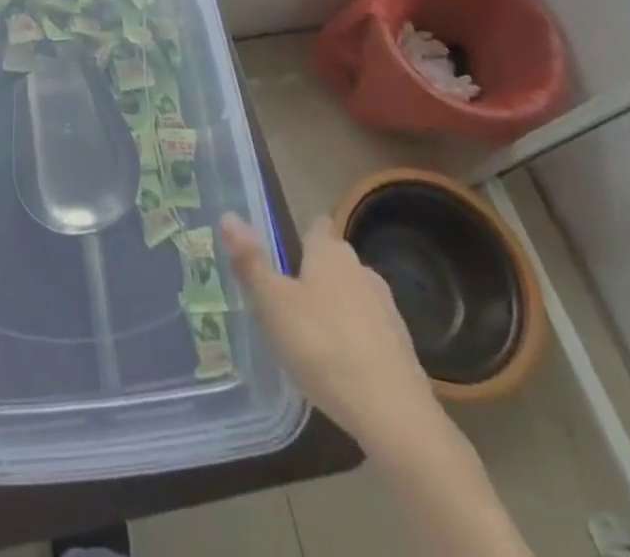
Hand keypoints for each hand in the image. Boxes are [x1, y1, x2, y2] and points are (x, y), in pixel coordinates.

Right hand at [220, 212, 439, 451]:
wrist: (393, 413)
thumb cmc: (322, 346)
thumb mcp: (273, 303)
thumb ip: (250, 261)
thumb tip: (227, 215)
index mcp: (329, 252)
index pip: (316, 226)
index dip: (301, 235)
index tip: (283, 255)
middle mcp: (360, 268)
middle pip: (333, 260)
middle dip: (314, 274)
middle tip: (286, 301)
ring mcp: (386, 307)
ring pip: (353, 294)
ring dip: (335, 307)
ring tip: (311, 336)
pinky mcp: (402, 344)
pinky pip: (370, 328)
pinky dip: (355, 337)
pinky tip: (340, 365)